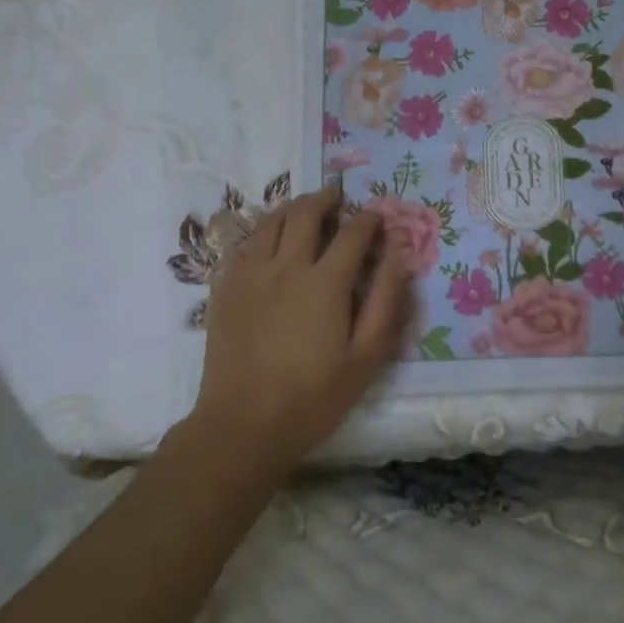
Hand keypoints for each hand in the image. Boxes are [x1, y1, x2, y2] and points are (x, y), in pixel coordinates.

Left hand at [192, 185, 412, 468]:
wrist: (243, 425)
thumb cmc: (313, 396)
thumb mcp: (366, 357)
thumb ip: (385, 301)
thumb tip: (398, 256)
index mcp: (325, 282)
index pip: (352, 233)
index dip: (369, 219)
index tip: (377, 216)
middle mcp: (285, 266)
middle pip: (306, 213)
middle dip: (326, 199)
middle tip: (338, 197)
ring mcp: (249, 275)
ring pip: (269, 222)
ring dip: (292, 208)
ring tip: (304, 209)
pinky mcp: (224, 289)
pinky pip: (243, 244)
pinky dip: (262, 232)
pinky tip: (268, 241)